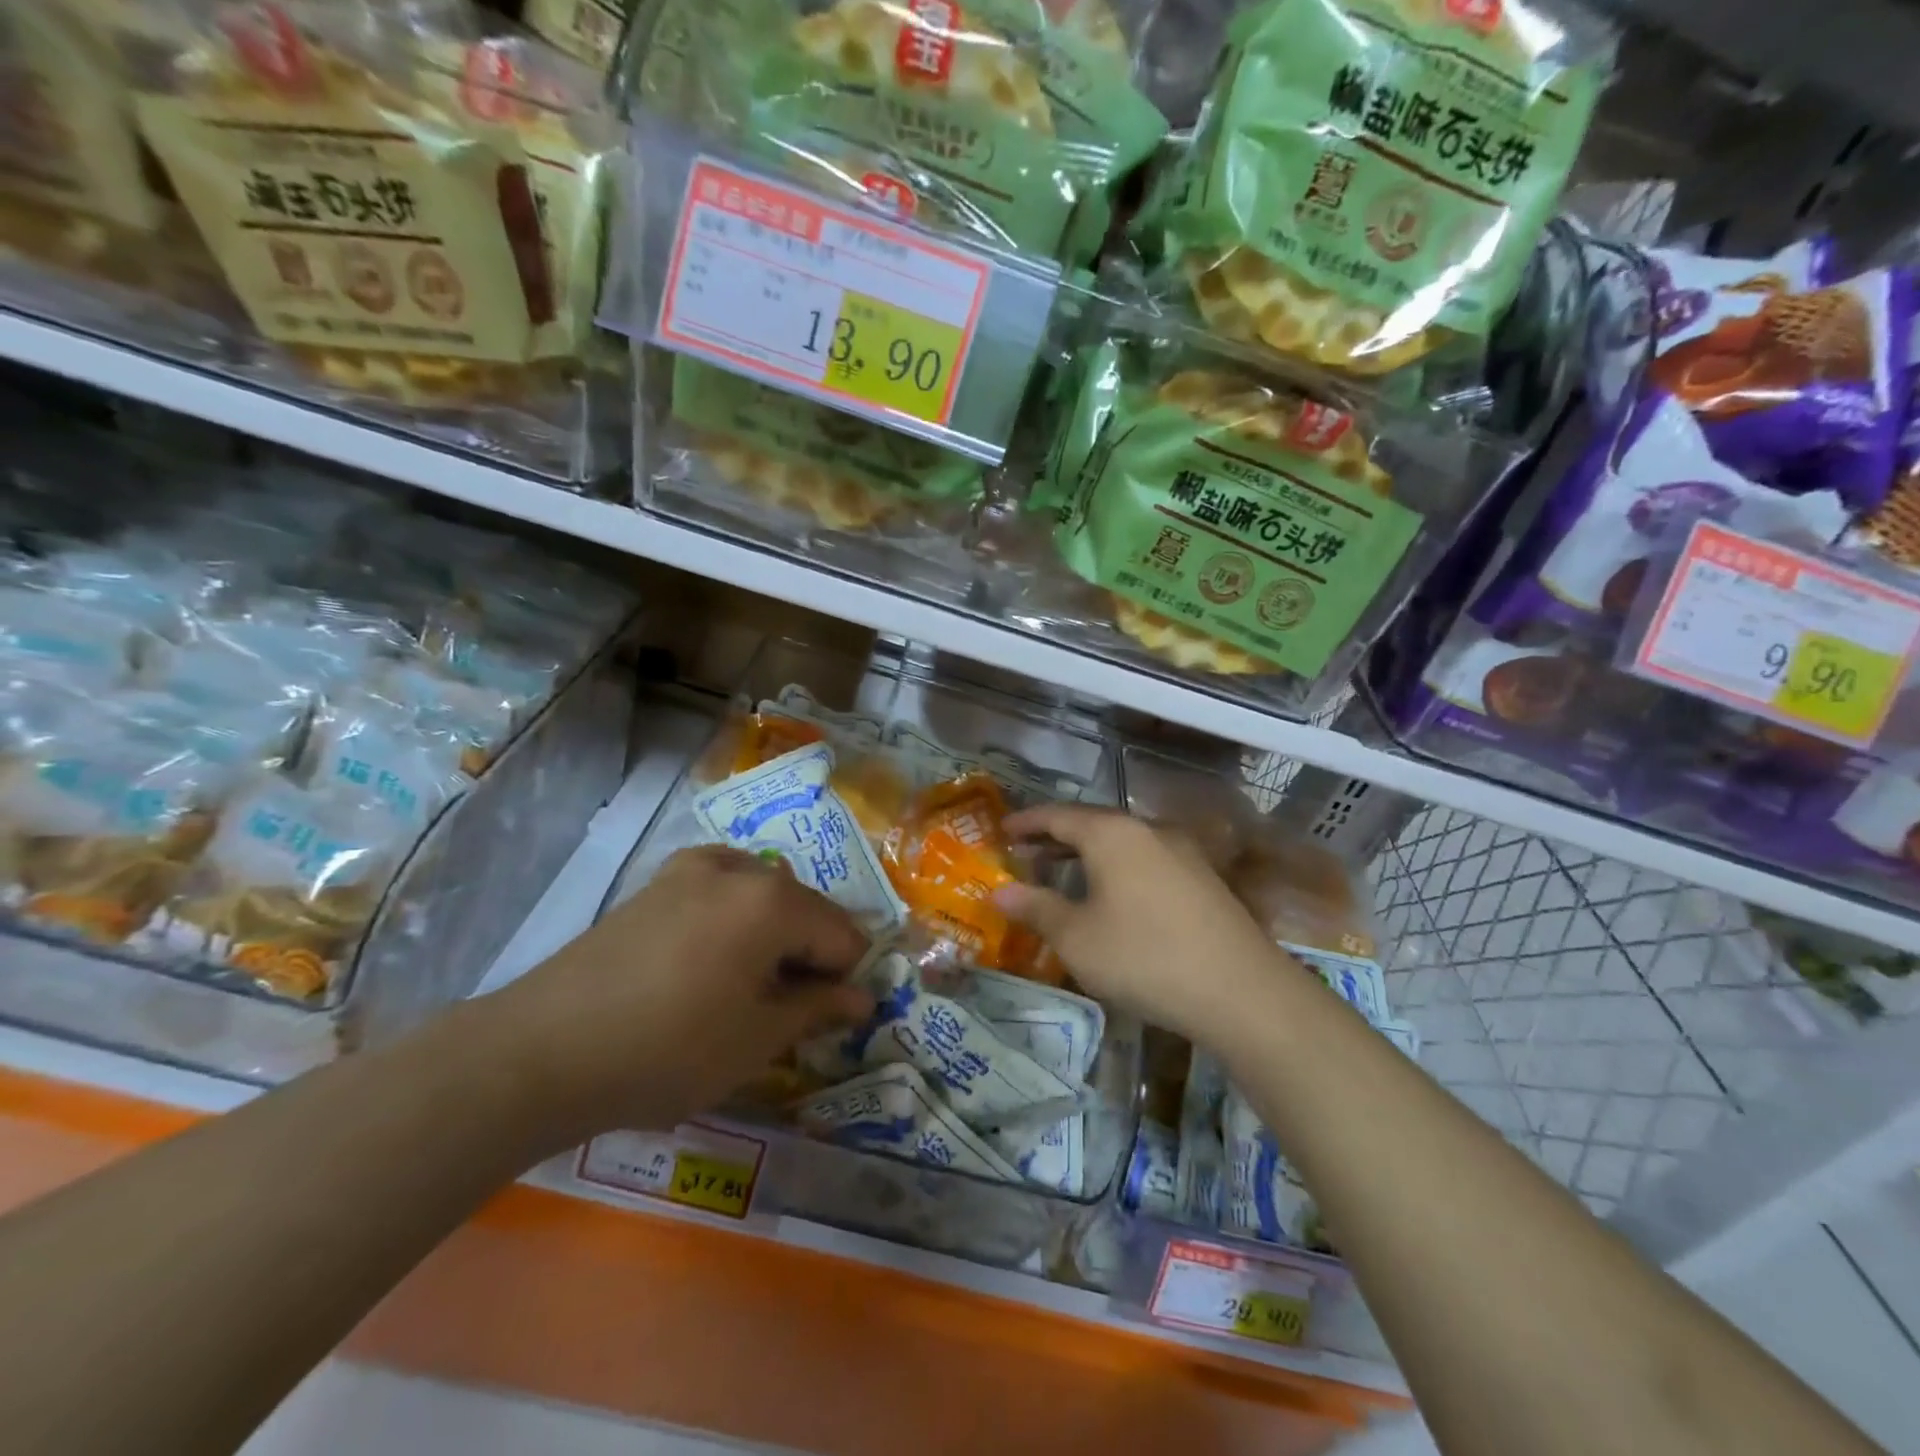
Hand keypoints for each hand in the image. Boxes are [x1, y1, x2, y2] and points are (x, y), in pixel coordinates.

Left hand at [480, 846, 870, 1146]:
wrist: (542, 1049)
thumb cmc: (667, 1049)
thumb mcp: (756, 1040)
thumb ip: (817, 1009)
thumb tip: (862, 997)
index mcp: (774, 901)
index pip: (843, 935)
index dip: (845, 979)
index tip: (827, 1019)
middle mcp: (741, 868)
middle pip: (805, 909)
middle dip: (809, 955)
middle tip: (785, 1011)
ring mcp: (693, 867)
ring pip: (765, 897)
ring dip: (773, 936)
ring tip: (745, 988)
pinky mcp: (659, 882)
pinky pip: (722, 889)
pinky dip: (734, 918)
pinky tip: (709, 958)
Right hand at [993, 805, 1297, 1044]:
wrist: (1242, 991)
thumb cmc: (1144, 957)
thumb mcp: (1077, 938)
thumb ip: (1036, 908)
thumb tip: (999, 891)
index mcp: (1112, 833)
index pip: (1057, 815)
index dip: (1026, 822)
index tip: (1001, 829)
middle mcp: (1148, 829)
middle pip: (1091, 823)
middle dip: (1055, 837)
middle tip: (1025, 853)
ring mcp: (1182, 851)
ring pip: (1121, 842)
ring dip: (1087, 854)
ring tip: (1062, 874)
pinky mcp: (1203, 878)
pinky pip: (1145, 860)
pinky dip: (1116, 868)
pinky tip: (1112, 896)